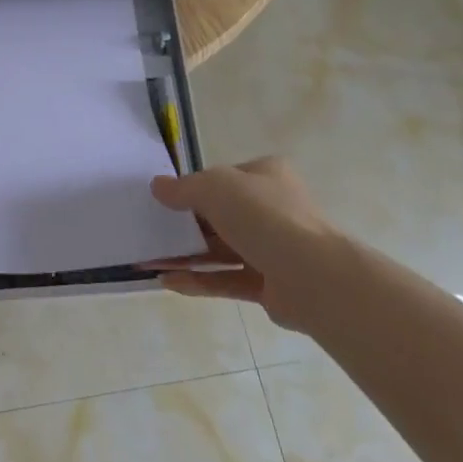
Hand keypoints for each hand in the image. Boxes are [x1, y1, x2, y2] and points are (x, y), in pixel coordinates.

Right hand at [147, 157, 348, 332]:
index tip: (165, 200)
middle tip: (152, 233)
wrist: (312, 275)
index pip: (224, 178)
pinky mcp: (268, 284)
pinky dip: (198, 280)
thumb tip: (158, 187)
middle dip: (184, 226)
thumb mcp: (214, 187)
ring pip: (220, 250)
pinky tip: (168, 282)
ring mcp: (272, 249)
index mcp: (266, 177)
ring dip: (185, 256)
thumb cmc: (263, 216)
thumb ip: (183, 188)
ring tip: (149, 261)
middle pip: (220, 216)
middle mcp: (272, 209)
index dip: (194, 187)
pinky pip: (225, 280)